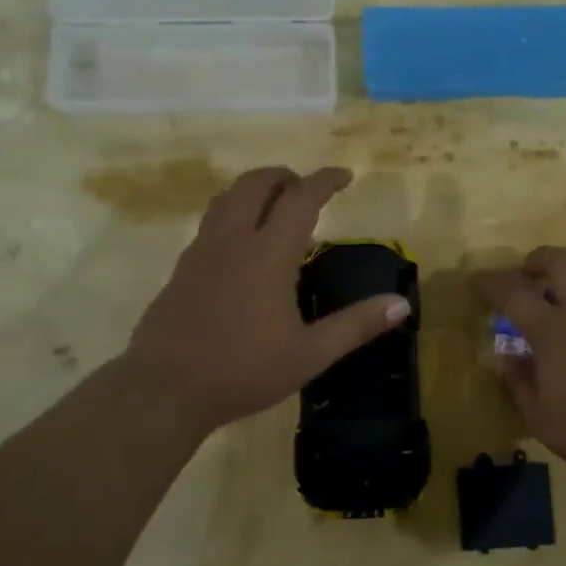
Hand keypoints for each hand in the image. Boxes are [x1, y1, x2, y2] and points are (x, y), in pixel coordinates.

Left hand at [120, 166, 409, 434]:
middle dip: (285, 176)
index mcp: (268, 254)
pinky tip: (243, 247)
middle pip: (256, 183)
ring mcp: (201, 252)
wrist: (164, 389)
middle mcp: (232, 241)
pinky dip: (234, 215)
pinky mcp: (182, 269)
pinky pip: (211, 223)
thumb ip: (356, 325)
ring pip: (227, 198)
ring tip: (276, 208)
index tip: (344, 175)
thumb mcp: (309, 354)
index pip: (301, 198)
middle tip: (307, 190)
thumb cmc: (243, 371)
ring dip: (255, 190)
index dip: (325, 180)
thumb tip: (401, 304)